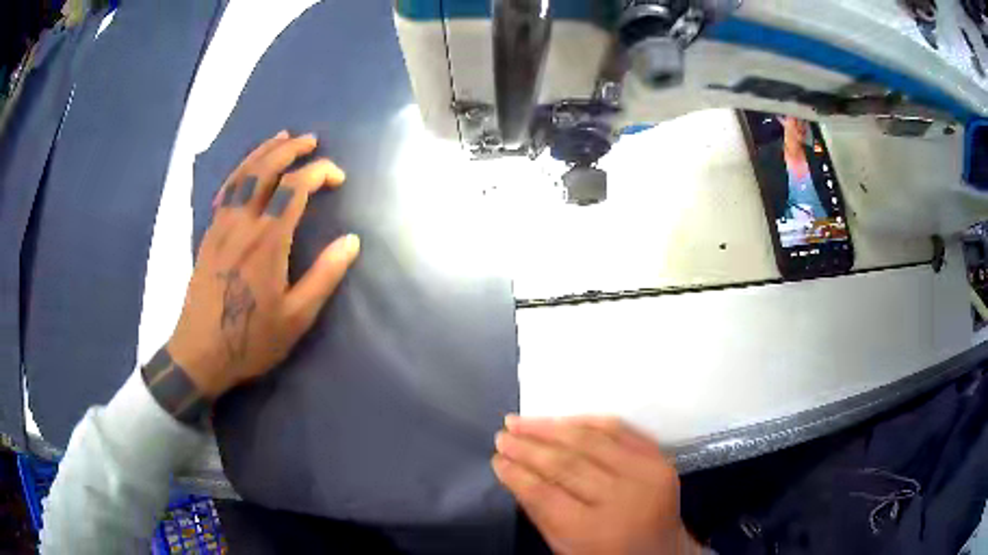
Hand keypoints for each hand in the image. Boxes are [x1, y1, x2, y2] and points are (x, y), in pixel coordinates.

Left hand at [167, 130, 359, 397]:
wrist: (200, 354)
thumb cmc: (251, 340)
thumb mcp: (296, 317)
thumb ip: (325, 275)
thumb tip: (352, 241)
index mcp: (268, 240)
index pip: (295, 187)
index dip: (320, 172)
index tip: (338, 178)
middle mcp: (243, 223)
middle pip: (266, 169)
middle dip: (291, 149)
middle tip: (311, 140)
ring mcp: (221, 226)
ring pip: (242, 174)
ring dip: (264, 151)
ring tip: (282, 138)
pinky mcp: (208, 235)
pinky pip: (225, 191)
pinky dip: (240, 171)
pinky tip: (247, 169)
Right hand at [493, 416, 701, 554]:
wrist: (663, 551)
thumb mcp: (565, 547)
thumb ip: (540, 511)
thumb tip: (513, 472)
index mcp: (595, 531)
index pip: (545, 494)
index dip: (517, 473)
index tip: (497, 459)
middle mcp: (624, 498)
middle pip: (566, 463)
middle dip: (528, 447)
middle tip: (502, 436)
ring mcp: (647, 474)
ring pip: (591, 440)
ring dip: (551, 427)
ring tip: (521, 422)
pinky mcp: (659, 458)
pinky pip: (619, 430)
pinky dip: (586, 421)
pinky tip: (560, 420)